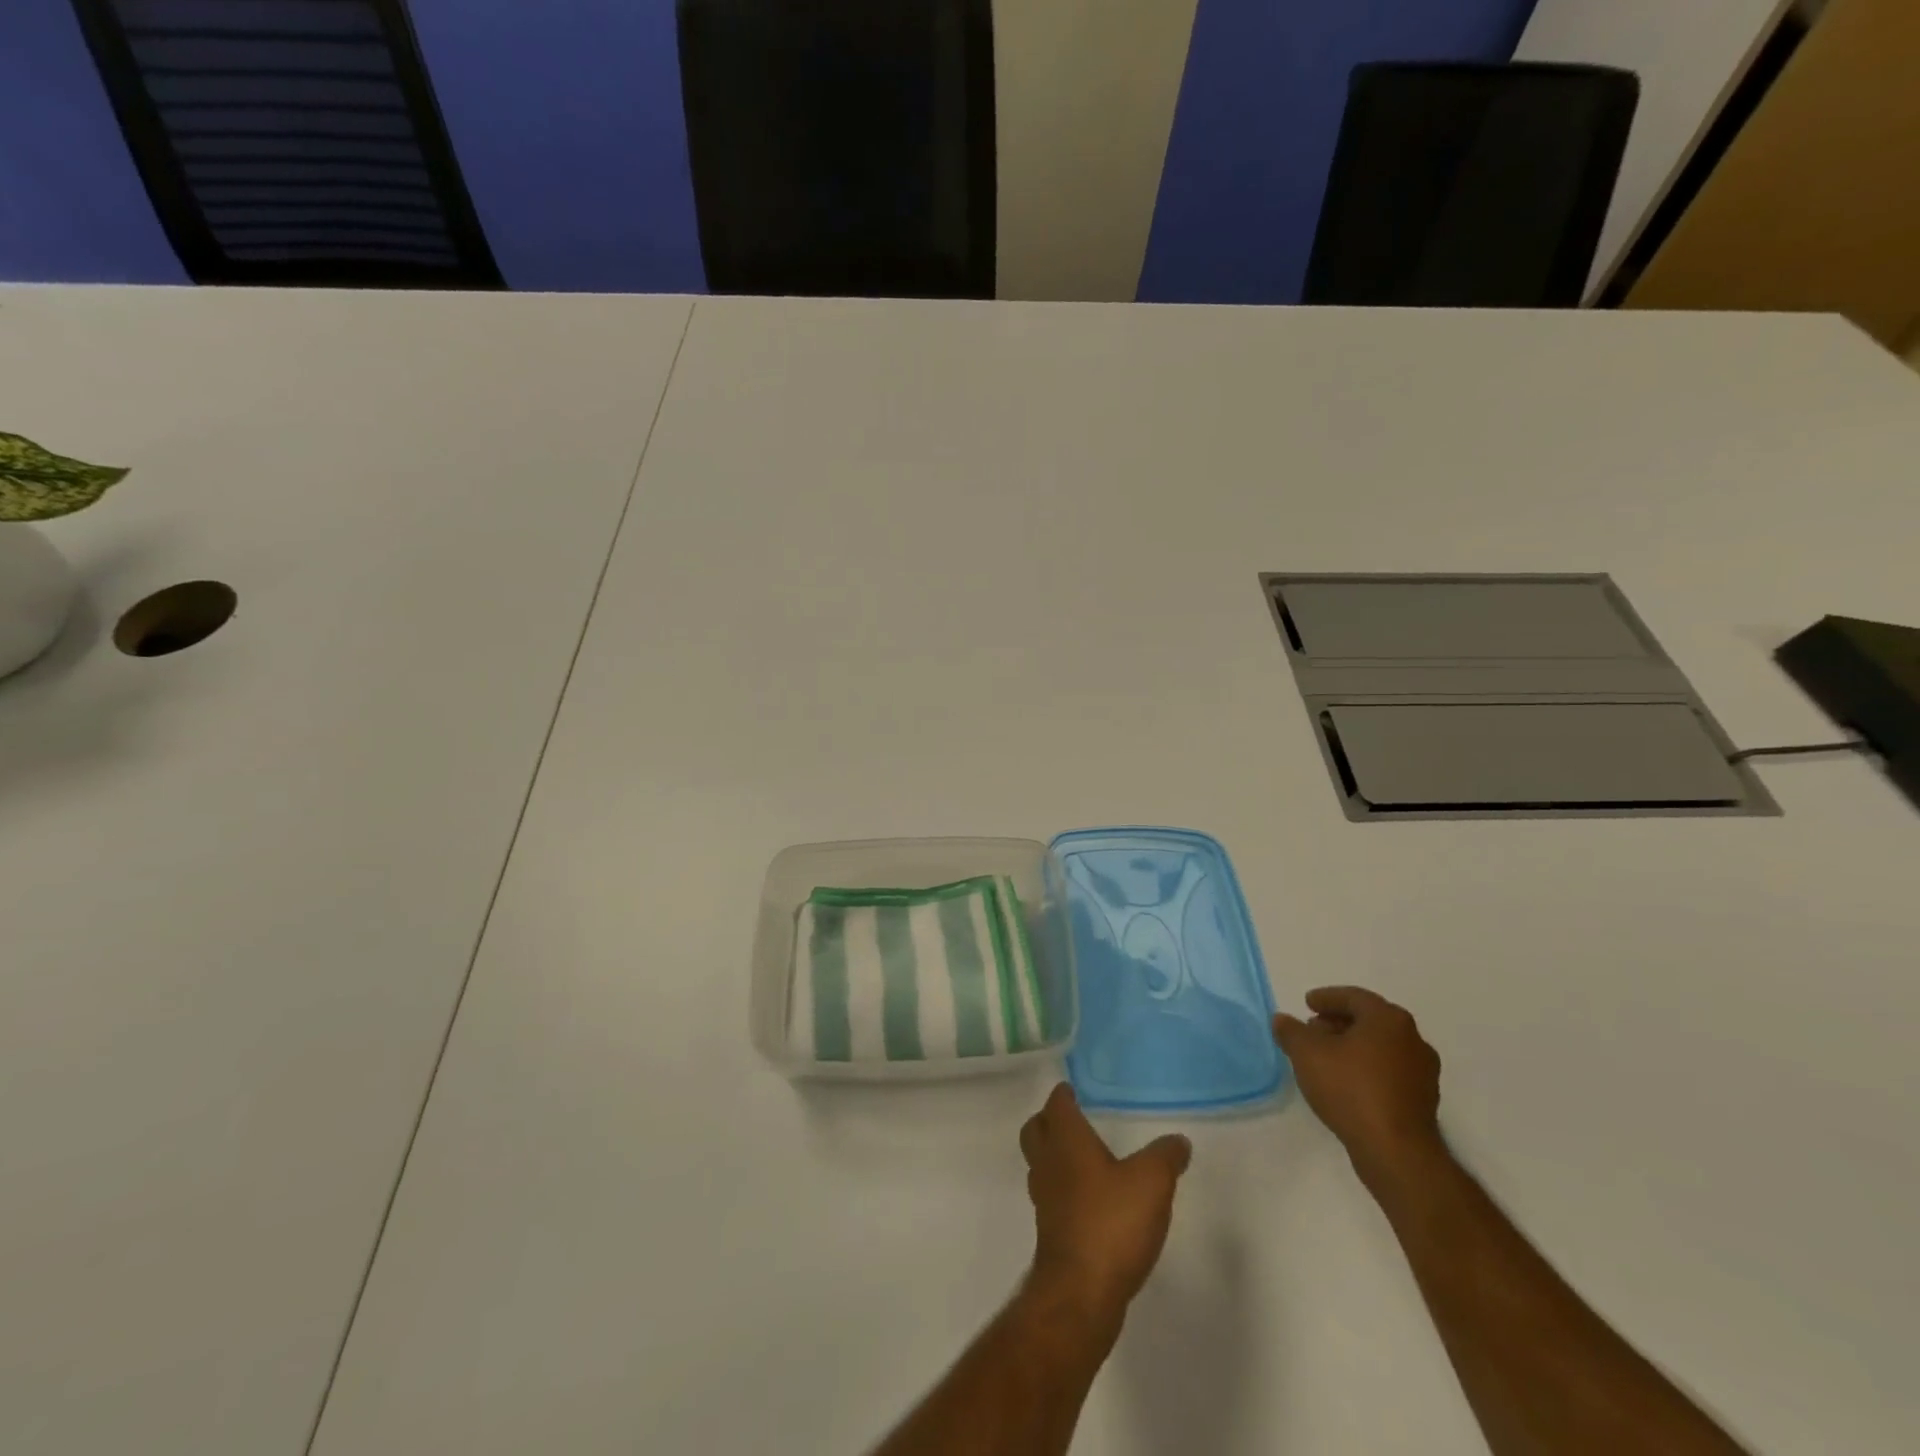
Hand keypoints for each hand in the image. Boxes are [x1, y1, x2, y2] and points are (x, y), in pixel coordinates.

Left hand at [1019, 1084, 1190, 1322]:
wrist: (1081, 1292)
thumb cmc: (1112, 1222)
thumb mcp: (1152, 1182)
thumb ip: (1165, 1156)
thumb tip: (1179, 1140)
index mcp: (1066, 1140)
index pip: (1057, 1104)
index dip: (1064, 1094)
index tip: (1072, 1089)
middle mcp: (1048, 1163)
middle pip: (1036, 1130)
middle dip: (1048, 1120)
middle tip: (1070, 1119)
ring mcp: (1044, 1198)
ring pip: (1040, 1163)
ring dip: (1054, 1156)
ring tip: (1082, 1158)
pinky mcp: (1050, 1230)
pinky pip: (1051, 1195)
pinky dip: (1064, 1188)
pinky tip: (1089, 1200)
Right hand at [1273, 986, 1444, 1184]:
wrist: (1396, 1152)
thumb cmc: (1351, 1089)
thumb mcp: (1306, 1054)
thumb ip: (1291, 1031)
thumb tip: (1282, 1020)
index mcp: (1388, 1020)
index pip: (1354, 997)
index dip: (1327, 998)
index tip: (1307, 1003)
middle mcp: (1412, 1039)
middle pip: (1369, 1020)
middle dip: (1338, 1022)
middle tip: (1313, 1029)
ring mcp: (1422, 1072)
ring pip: (1381, 1047)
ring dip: (1353, 1046)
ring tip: (1325, 1058)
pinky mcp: (1423, 1100)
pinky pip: (1389, 1071)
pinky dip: (1366, 1068)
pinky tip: (1345, 1082)